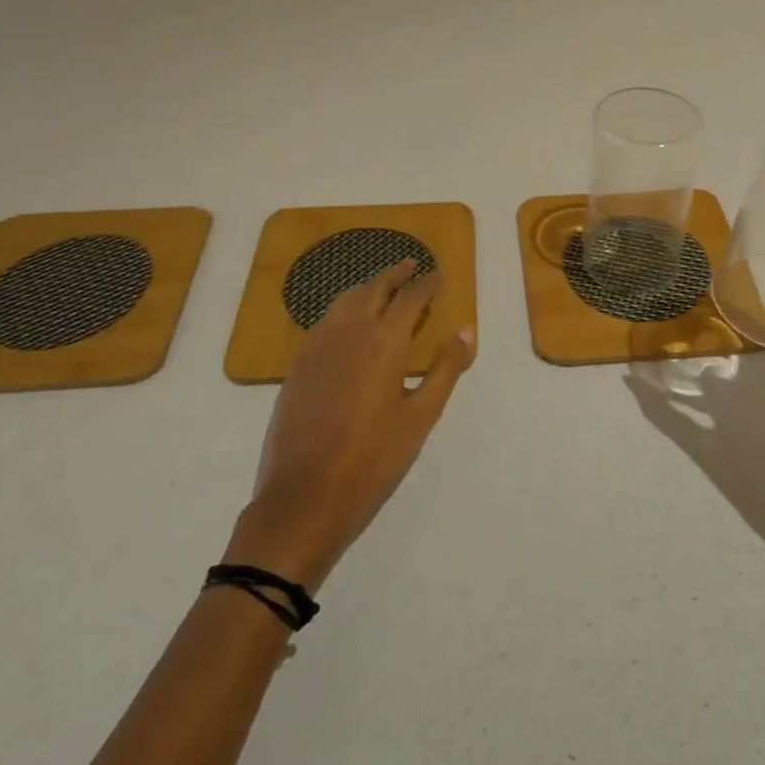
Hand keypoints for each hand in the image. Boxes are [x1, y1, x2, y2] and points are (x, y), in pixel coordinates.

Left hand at [225, 261, 473, 589]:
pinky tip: (350, 325)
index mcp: (384, 342)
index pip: (410, 297)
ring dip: (367, 287)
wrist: (304, 498)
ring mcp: (317, 346)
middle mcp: (349, 332)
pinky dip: (344, 309)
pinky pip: (325, 321)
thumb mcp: (421, 417)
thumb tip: (466, 329)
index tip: (438, 275)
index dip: (427, 283)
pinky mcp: (298, 365)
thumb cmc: (373, 460)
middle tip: (412, 266)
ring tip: (383, 289)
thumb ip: (445, 369)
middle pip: (374, 288)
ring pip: (345, 300)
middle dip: (395, 274)